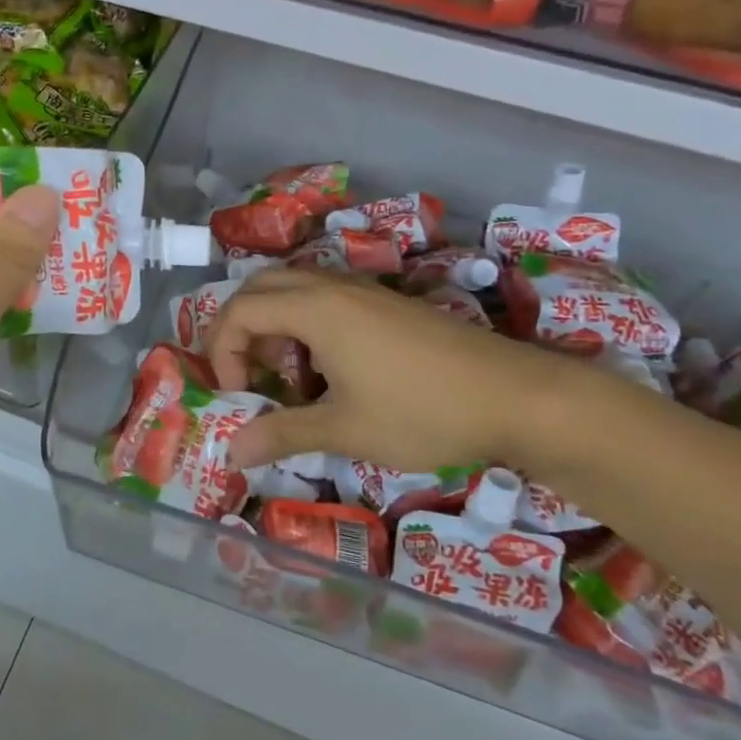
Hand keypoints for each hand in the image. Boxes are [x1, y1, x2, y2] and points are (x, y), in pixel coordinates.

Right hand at [204, 268, 574, 472]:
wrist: (517, 397)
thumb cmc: (423, 412)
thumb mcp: (346, 430)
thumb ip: (283, 434)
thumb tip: (230, 453)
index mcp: (316, 308)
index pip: (240, 310)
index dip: (222, 352)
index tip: (238, 396)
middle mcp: (333, 286)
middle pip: (261, 287)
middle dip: (240, 330)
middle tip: (248, 377)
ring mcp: (364, 291)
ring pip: (294, 290)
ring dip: (275, 327)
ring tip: (290, 379)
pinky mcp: (387, 303)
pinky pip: (325, 299)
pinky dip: (306, 326)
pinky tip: (331, 372)